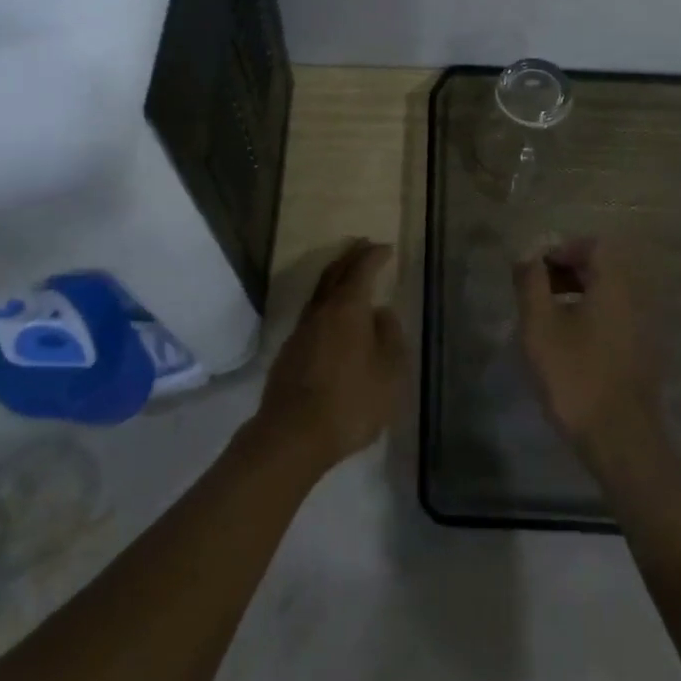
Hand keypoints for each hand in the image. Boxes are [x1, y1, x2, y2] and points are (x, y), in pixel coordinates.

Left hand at [254, 240, 407, 474]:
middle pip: (334, 273)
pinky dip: (326, 303)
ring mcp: (301, 331)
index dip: (374, 256)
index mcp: (347, 309)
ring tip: (349, 274)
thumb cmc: (350, 402)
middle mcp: (321, 311)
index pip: (361, 270)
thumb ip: (390, 338)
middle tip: (364, 245)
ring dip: (335, 277)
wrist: (292, 435)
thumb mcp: (389, 373)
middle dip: (351, 256)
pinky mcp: (289, 352)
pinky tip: (333, 317)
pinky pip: (312, 314)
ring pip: (320, 293)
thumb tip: (382, 314)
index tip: (386, 248)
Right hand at [514, 238, 664, 464]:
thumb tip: (527, 256)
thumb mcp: (540, 326)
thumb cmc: (576, 376)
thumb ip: (531, 283)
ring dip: (578, 295)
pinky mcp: (644, 353)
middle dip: (567, 271)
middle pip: (604, 267)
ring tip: (547, 318)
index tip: (536, 271)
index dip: (562, 249)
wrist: (621, 439)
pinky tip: (569, 344)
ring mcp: (645, 327)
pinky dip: (592, 317)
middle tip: (537, 292)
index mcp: (615, 285)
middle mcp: (637, 298)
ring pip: (609, 295)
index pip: (594, 245)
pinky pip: (616, 318)